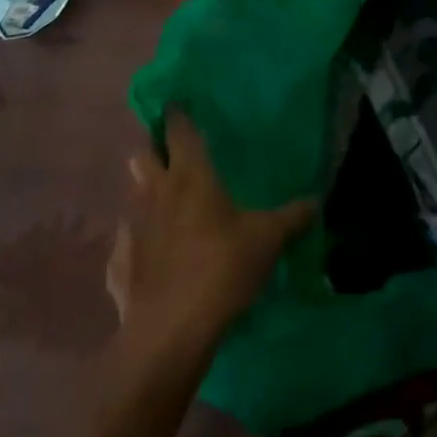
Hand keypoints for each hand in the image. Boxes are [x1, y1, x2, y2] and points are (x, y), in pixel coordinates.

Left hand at [106, 112, 315, 358]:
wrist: (172, 330)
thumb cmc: (223, 267)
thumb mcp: (268, 240)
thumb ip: (292, 217)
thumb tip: (317, 200)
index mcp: (191, 176)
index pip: (178, 131)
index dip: (177, 116)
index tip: (177, 106)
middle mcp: (156, 193)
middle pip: (143, 156)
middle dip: (153, 151)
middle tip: (171, 155)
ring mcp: (133, 228)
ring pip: (133, 195)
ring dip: (144, 192)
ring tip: (164, 203)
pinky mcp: (119, 265)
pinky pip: (125, 242)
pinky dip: (136, 243)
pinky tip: (151, 257)